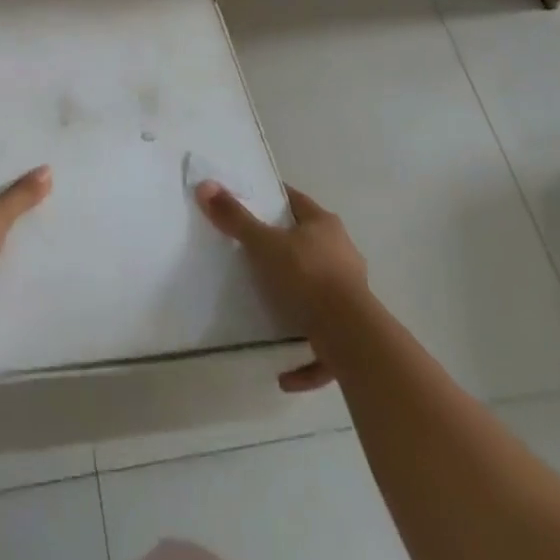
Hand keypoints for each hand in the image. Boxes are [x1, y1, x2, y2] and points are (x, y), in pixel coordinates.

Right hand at [196, 181, 369, 392]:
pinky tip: (284, 373)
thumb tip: (205, 186)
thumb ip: (235, 218)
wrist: (352, 337)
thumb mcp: (263, 243)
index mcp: (325, 226)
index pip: (296, 201)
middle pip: (310, 246)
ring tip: (268, 313)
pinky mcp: (353, 335)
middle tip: (253, 256)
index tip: (253, 203)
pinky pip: (324, 344)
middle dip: (285, 252)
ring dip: (296, 304)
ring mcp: (352, 296)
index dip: (274, 199)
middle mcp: (343, 255)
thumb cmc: (307, 276)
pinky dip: (305, 356)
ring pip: (319, 293)